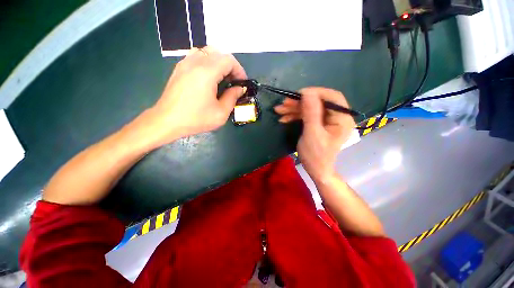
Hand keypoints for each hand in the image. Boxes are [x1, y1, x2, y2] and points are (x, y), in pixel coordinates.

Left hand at [144, 47, 246, 145]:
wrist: (167, 121)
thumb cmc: (196, 119)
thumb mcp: (221, 113)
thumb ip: (233, 97)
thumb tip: (240, 89)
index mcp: (207, 73)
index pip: (228, 60)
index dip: (239, 70)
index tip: (242, 83)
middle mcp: (195, 62)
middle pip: (218, 53)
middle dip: (230, 66)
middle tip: (234, 81)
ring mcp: (185, 63)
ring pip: (207, 52)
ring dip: (219, 62)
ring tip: (222, 77)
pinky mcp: (179, 68)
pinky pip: (196, 56)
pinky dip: (207, 62)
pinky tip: (208, 76)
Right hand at [274, 87, 355, 182]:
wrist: (316, 170)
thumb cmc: (316, 155)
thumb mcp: (312, 134)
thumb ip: (311, 113)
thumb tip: (307, 92)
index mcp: (342, 118)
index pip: (332, 97)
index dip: (315, 93)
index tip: (297, 95)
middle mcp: (336, 116)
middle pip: (318, 102)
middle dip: (299, 102)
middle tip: (283, 103)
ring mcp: (326, 120)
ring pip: (310, 108)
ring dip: (294, 109)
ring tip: (279, 110)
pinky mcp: (318, 124)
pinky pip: (306, 115)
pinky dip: (294, 115)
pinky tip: (284, 118)